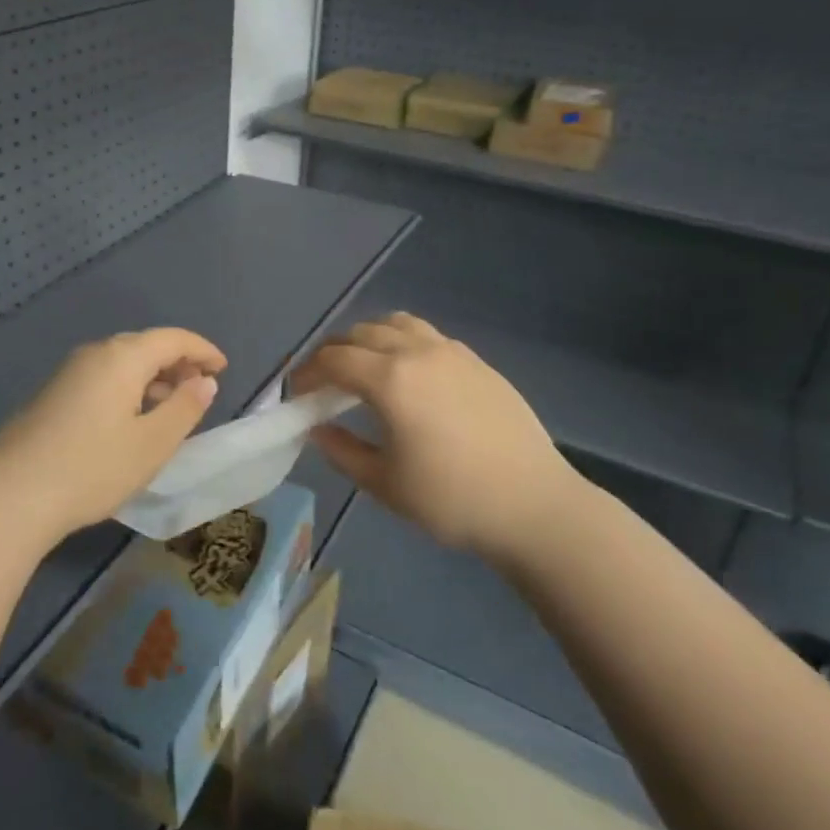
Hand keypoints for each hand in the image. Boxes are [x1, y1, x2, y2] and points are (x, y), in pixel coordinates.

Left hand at [0, 329, 226, 546]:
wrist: (12, 495)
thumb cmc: (93, 468)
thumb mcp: (152, 443)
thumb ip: (185, 408)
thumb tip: (204, 381)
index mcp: (122, 357)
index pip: (172, 338)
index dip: (202, 350)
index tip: (223, 368)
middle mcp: (94, 354)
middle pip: (145, 346)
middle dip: (177, 363)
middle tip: (200, 389)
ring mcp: (67, 373)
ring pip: (121, 363)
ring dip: (151, 378)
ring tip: (170, 408)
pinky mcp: (51, 395)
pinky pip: (101, 378)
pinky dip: (127, 389)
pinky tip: (129, 421)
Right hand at [291, 312, 583, 554]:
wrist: (534, 505)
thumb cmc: (452, 500)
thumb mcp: (384, 483)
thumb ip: (341, 451)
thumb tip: (316, 429)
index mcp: (390, 380)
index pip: (333, 359)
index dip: (307, 372)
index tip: (296, 391)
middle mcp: (417, 352)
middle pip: (360, 333)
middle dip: (333, 352)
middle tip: (324, 382)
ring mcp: (451, 352)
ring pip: (396, 324)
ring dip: (368, 338)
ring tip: (363, 368)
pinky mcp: (476, 361)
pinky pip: (426, 335)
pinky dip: (402, 341)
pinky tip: (407, 373)